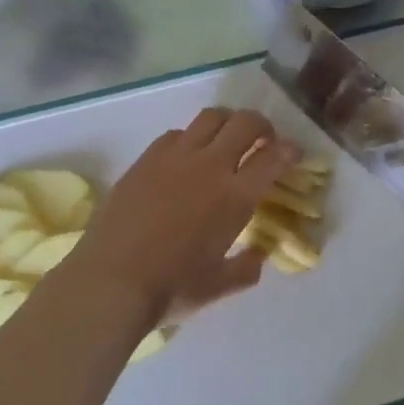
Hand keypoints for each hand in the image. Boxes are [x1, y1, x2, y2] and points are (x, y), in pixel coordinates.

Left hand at [69, 108, 298, 329]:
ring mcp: (174, 158)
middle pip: (245, 123)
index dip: (290, 151)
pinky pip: (176, 133)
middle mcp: (210, 166)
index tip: (293, 153)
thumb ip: (246, 268)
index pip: (274, 157)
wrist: (110, 282)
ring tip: (226, 140)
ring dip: (227, 123)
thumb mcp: (219, 286)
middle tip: (263, 141)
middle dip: (262, 126)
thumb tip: (258, 255)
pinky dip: (191, 138)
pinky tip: (187, 158)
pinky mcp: (145, 159)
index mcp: (236, 197)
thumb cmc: (171, 288)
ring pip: (211, 117)